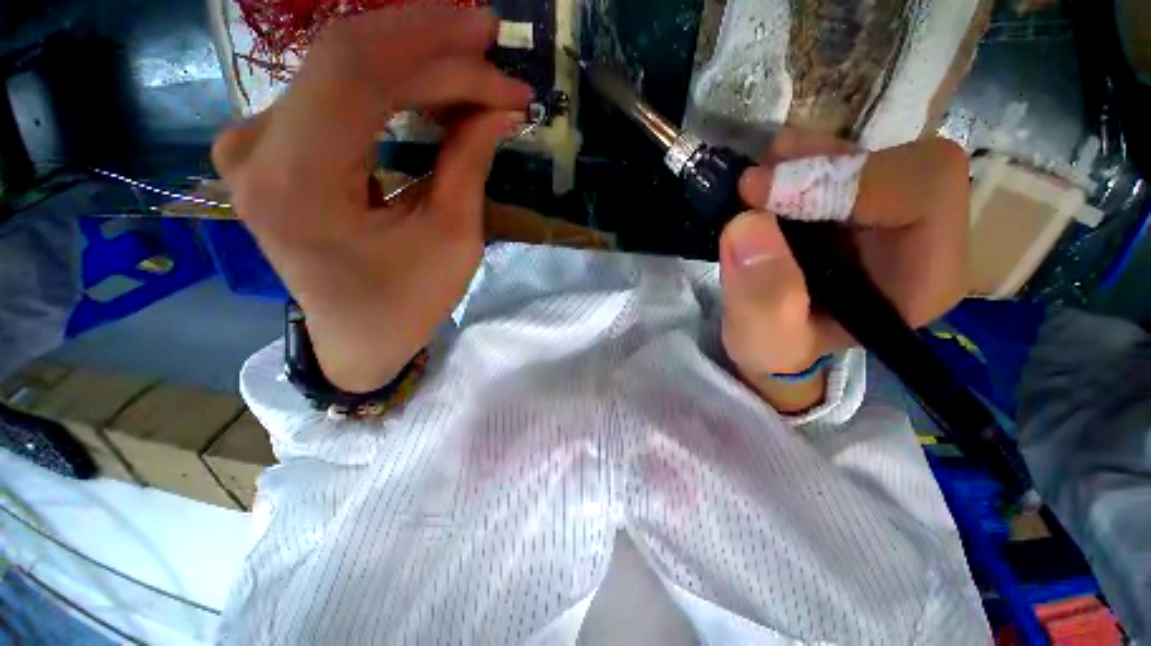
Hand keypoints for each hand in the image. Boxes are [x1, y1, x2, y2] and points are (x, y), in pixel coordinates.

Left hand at [211, 8, 531, 391]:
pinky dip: (391, 85)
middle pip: (348, 61)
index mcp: (298, 185)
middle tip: (495, 61)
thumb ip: (469, 163)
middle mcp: (256, 149)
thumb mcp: (453, 241)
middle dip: (432, 52)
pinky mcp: (272, 145)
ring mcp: (255, 142)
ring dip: (416, 66)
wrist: (356, 335)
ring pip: (342, 69)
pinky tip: (435, 94)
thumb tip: (499, 107)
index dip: (429, 40)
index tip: (490, 41)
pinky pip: (335, 92)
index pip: (356, 69)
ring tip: (476, 79)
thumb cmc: (406, 302)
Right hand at [720, 130, 969, 412]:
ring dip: (808, 159)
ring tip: (757, 181)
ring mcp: (890, 217)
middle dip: (826, 165)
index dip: (846, 180)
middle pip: (904, 163)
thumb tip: (746, 225)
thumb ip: (761, 298)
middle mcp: (921, 239)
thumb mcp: (764, 341)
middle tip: (759, 180)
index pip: (924, 192)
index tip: (763, 193)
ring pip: (871, 154)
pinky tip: (767, 181)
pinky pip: (841, 163)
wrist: (772, 341)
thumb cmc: (776, 349)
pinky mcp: (857, 207)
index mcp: (922, 279)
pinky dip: (800, 162)